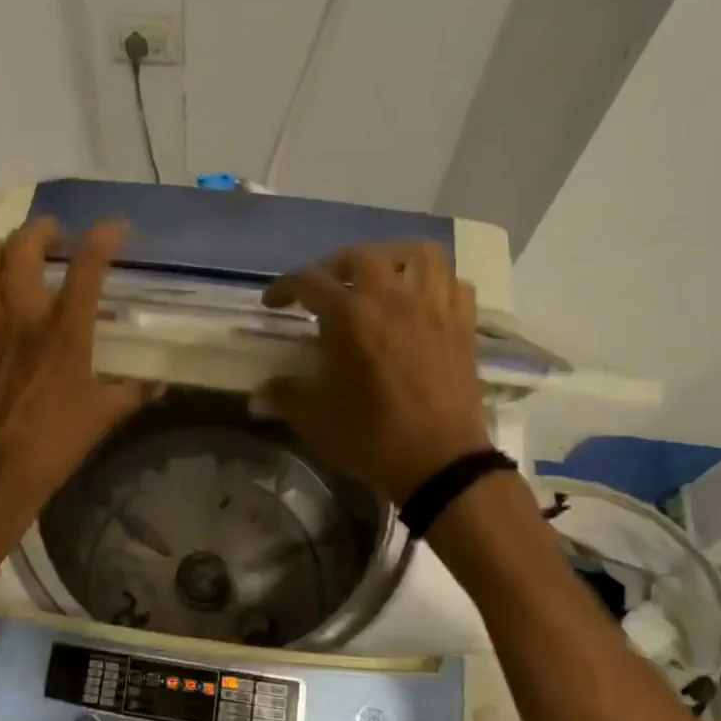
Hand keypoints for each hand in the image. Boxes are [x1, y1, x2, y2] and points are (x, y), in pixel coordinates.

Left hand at [0, 218, 156, 538]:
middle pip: (25, 246)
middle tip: (54, 239)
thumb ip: (134, 392)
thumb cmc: (52, 445)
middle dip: (43, 230)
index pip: (88, 268)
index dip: (103, 238)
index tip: (113, 228)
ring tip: (8, 253)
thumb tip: (160, 383)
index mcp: (65, 332)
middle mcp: (21, 315)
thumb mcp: (104, 417)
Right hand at [258, 243, 490, 503]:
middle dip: (333, 267)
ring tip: (379, 279)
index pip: (309, 281)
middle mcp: (393, 298)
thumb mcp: (317, 420)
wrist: (442, 465)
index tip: (274, 303)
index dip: (285, 287)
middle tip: (323, 291)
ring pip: (417, 255)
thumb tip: (258, 394)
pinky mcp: (463, 325)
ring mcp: (434, 307)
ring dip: (392, 259)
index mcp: (352, 317)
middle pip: (360, 256)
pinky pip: (452, 282)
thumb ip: (285, 397)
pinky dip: (434, 281)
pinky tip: (420, 300)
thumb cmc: (374, 439)